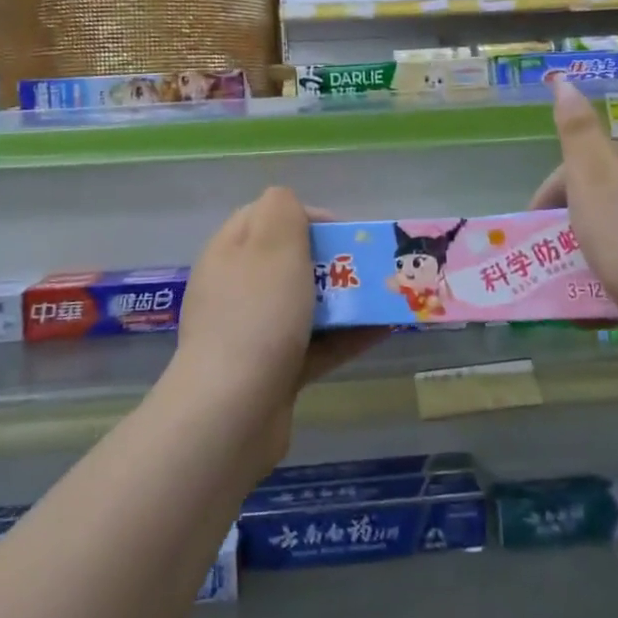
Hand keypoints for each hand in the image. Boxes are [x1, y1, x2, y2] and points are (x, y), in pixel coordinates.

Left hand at [167, 187, 385, 470]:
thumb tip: (289, 205)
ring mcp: (253, 333)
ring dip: (346, 299)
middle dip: (333, 260)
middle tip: (370, 267)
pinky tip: (384, 331)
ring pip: (305, 304)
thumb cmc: (257, 315)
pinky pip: (315, 344)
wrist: (232, 412)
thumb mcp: (272, 244)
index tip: (345, 231)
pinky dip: (346, 336)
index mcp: (229, 252)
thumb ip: (283, 210)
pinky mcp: (272, 372)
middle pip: (290, 261)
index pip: (268, 216)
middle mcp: (237, 288)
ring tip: (388, 297)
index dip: (308, 216)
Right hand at [529, 80, 617, 334]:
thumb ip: (576, 130)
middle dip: (572, 225)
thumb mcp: (593, 178)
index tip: (533, 231)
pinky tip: (610, 298)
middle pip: (603, 197)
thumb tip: (564, 80)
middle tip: (551, 259)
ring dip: (595, 252)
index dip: (550, 195)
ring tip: (576, 283)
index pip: (582, 165)